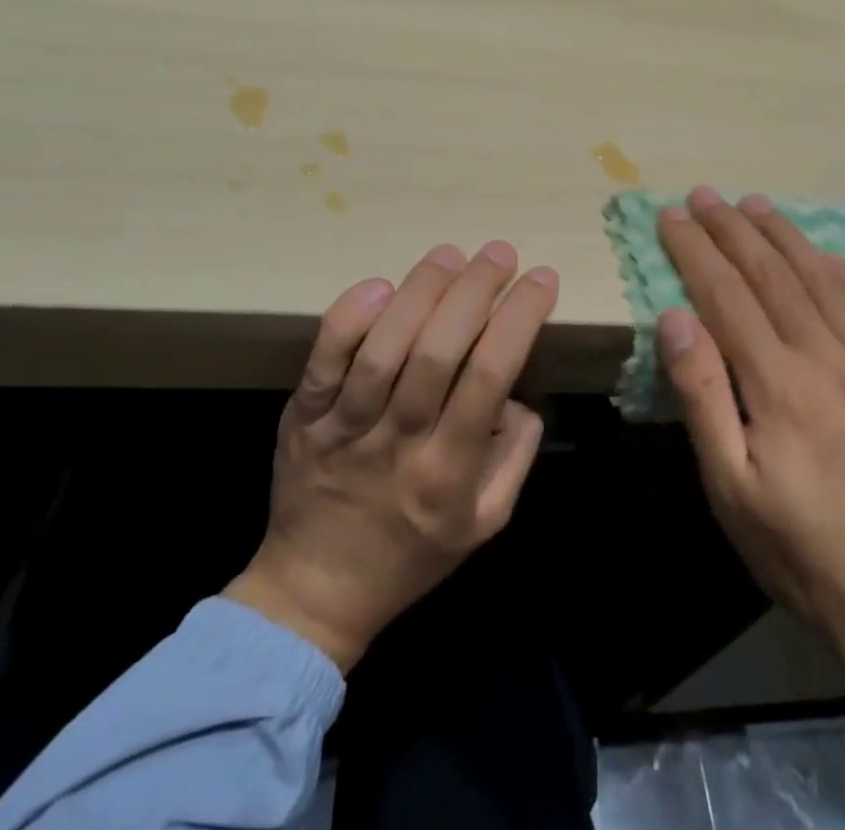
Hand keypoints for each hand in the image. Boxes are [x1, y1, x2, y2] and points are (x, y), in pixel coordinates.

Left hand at [225, 242, 556, 670]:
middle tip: (500, 252)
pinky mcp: (302, 416)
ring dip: (420, 293)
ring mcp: (344, 428)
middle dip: (474, 292)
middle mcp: (398, 443)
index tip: (542, 279)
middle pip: (438, 354)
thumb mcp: (485, 523)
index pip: (489, 378)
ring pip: (383, 350)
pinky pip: (323, 361)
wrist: (314, 591)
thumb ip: (514, 456)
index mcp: (447, 473)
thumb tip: (517, 392)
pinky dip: (348, 319)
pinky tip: (378, 286)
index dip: (518, 320)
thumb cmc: (412, 555)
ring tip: (450, 255)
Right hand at [656, 188, 844, 829]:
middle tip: (704, 194)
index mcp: (778, 383)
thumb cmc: (801, 551)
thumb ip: (702, 396)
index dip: (694, 250)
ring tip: (756, 204)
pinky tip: (834, 257)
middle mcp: (828, 358)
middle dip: (731, 229)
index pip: (726, 294)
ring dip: (785, 236)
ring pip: (823, 281)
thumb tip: (675, 317)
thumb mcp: (730, 488)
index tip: (670, 216)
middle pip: (771, 275)